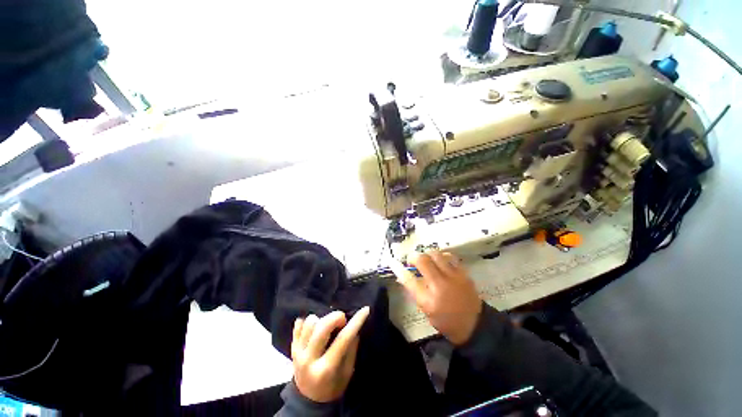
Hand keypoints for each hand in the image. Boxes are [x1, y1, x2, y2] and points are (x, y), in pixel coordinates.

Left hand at [290, 307, 369, 402]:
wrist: (308, 400)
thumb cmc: (332, 386)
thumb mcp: (347, 373)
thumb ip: (351, 350)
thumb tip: (355, 327)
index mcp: (326, 369)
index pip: (343, 339)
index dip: (356, 322)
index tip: (365, 310)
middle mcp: (309, 360)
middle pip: (322, 327)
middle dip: (336, 317)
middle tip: (342, 320)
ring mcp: (297, 353)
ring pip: (310, 322)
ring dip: (322, 319)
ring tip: (327, 326)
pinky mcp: (292, 348)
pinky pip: (298, 324)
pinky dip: (308, 322)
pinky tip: (315, 327)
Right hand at [390, 251, 482, 344]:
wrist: (474, 325)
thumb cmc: (446, 321)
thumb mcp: (426, 310)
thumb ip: (415, 291)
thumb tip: (403, 274)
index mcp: (428, 300)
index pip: (409, 279)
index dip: (398, 268)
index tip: (392, 261)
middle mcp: (440, 286)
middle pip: (422, 260)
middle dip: (413, 256)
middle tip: (412, 259)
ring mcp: (453, 277)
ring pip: (436, 254)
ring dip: (427, 254)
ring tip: (426, 259)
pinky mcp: (463, 273)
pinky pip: (450, 257)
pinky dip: (441, 256)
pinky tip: (440, 260)